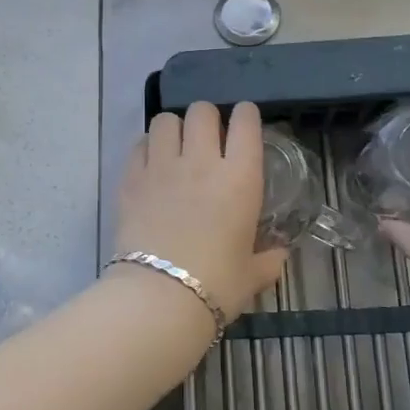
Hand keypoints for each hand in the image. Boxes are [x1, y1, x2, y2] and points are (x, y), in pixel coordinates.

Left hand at [115, 101, 287, 321]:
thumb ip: (268, 260)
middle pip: (202, 111)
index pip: (246, 122)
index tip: (244, 121)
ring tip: (175, 146)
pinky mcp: (130, 179)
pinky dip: (147, 147)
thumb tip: (279, 254)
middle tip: (208, 137)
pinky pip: (139, 144)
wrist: (159, 298)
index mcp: (240, 178)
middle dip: (207, 117)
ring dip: (174, 128)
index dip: (246, 115)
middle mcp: (201, 161)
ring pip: (165, 120)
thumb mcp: (251, 275)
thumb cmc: (217, 286)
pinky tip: (151, 164)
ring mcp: (162, 166)